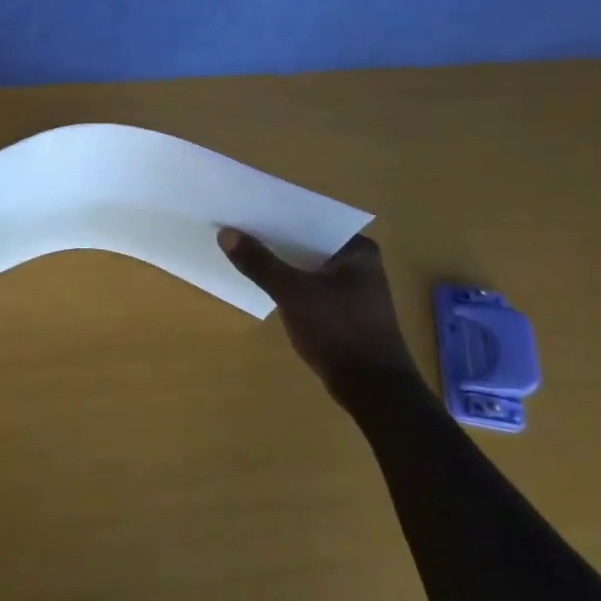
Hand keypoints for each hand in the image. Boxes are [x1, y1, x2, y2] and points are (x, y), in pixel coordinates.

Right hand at [217, 230, 419, 404]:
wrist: (374, 391)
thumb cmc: (339, 331)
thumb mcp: (293, 293)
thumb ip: (259, 263)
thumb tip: (226, 233)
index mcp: (357, 249)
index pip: (310, 221)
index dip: (276, 216)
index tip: (245, 210)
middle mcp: (360, 264)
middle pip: (307, 244)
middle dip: (275, 240)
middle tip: (237, 229)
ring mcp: (354, 290)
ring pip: (307, 266)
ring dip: (281, 263)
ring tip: (243, 251)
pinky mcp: (345, 312)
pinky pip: (310, 287)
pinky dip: (289, 284)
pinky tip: (264, 283)